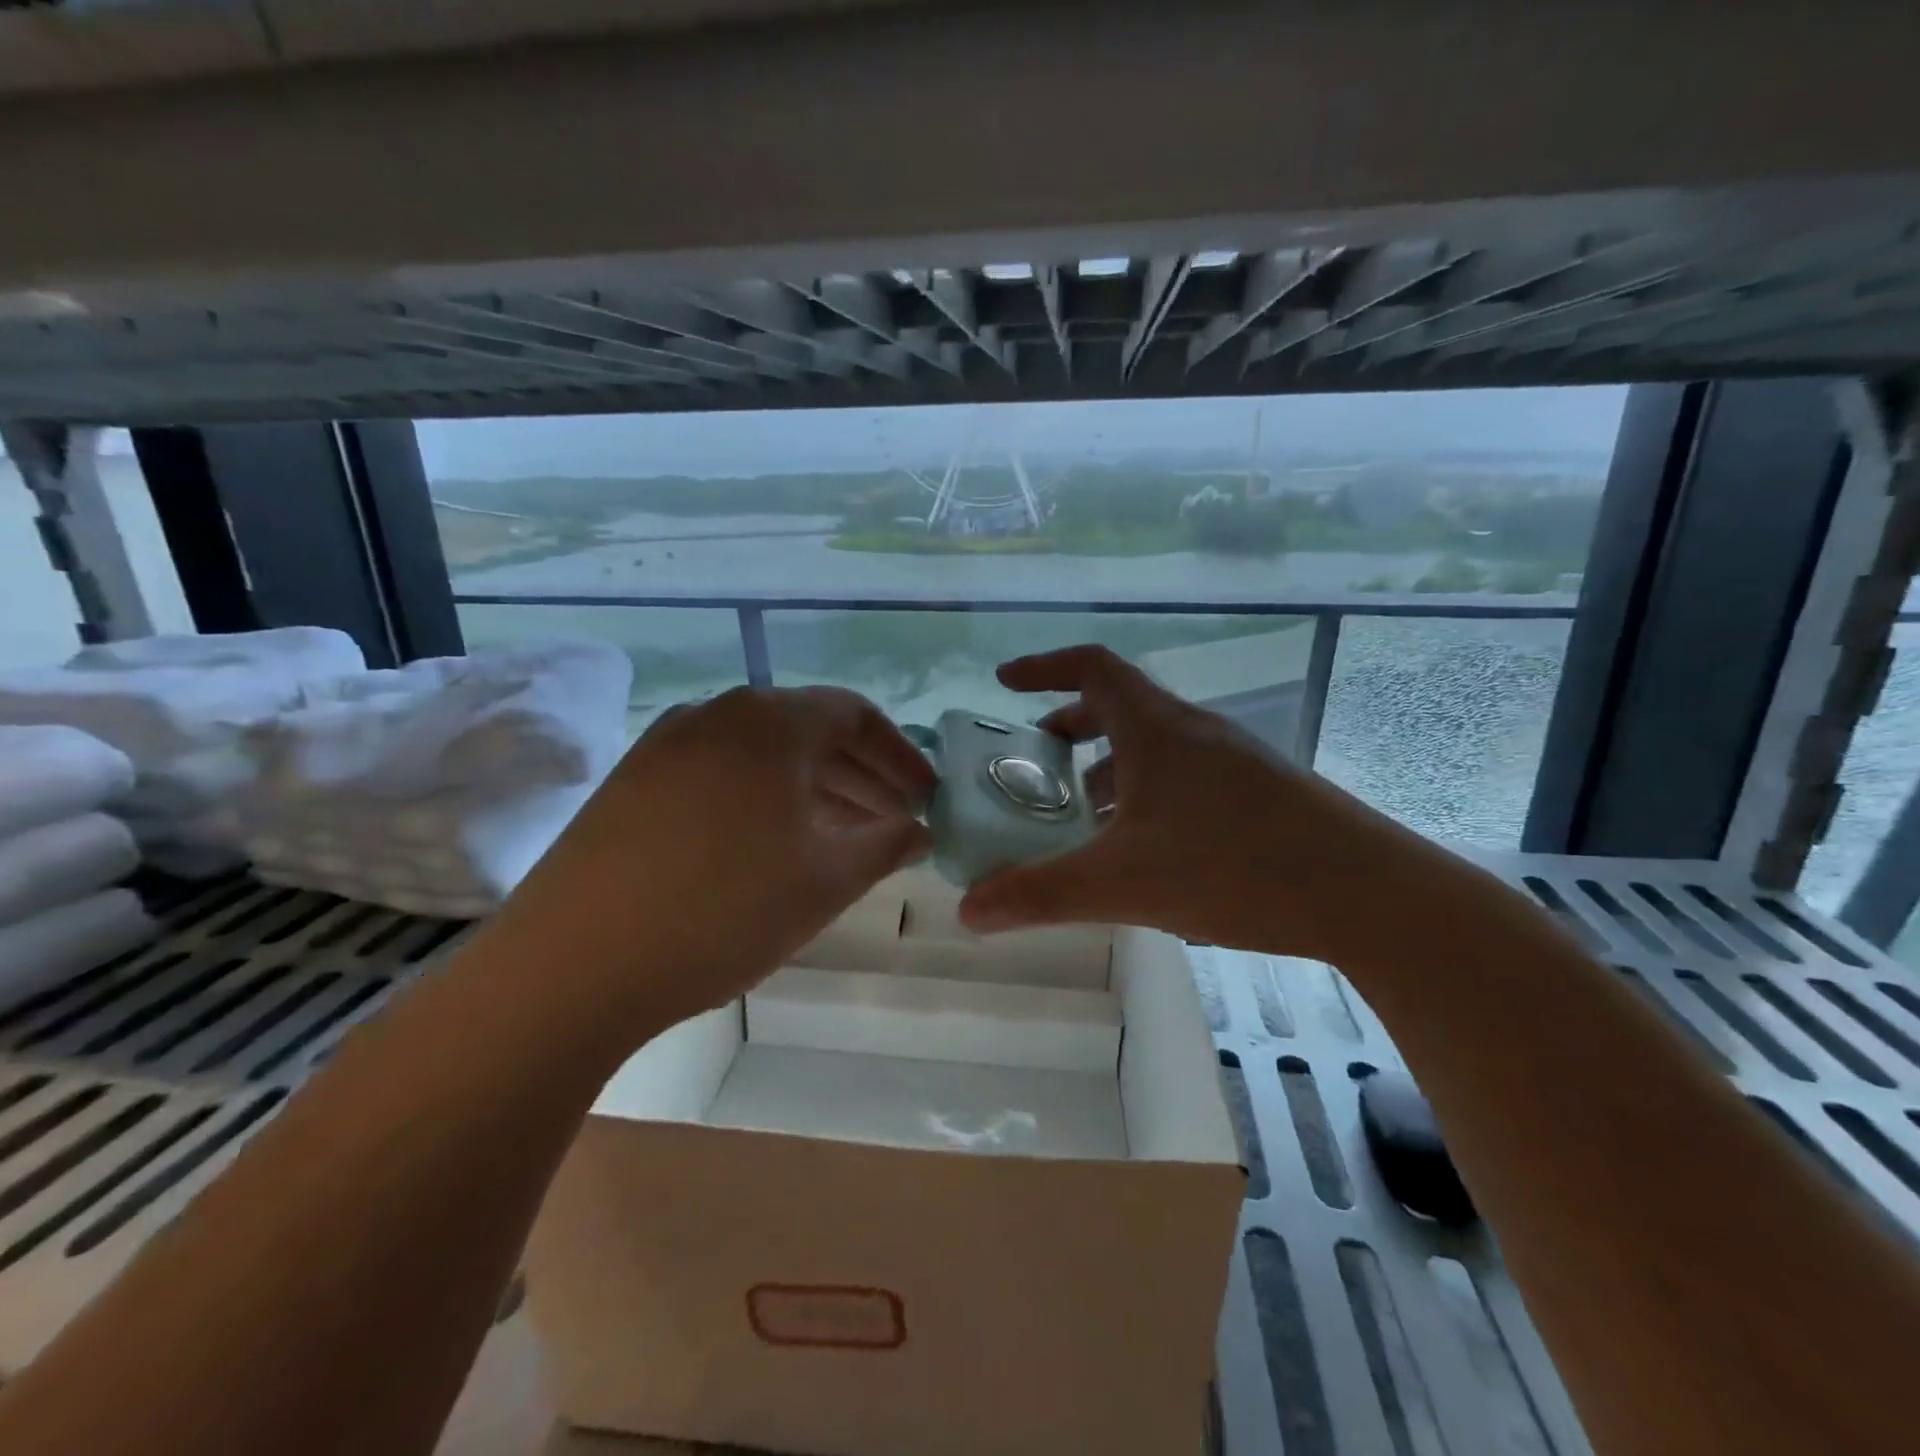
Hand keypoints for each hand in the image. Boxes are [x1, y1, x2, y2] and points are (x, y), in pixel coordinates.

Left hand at [490, 686, 934, 1031]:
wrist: (572, 966)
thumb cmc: (724, 911)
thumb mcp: (826, 880)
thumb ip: (886, 845)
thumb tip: (919, 831)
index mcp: (770, 721)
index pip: (855, 714)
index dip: (900, 755)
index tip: (926, 796)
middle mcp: (717, 714)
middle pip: (808, 731)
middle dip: (861, 775)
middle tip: (894, 821)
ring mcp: (666, 745)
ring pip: (762, 755)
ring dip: (813, 790)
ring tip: (843, 837)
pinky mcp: (632, 782)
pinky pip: (720, 775)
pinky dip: (762, 800)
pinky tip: (773, 846)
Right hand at [958, 645, 1435, 961]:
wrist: (1368, 895)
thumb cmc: (1234, 867)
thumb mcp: (1122, 883)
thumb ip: (1040, 895)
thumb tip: (968, 911)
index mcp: (1156, 728)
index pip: (1091, 667)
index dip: (1042, 668)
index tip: (1005, 684)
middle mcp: (1195, 731)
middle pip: (1121, 705)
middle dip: (1071, 727)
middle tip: (1037, 761)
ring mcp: (1233, 760)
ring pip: (1155, 746)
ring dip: (1111, 766)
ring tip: (1084, 814)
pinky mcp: (1261, 793)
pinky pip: (1186, 775)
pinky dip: (1148, 793)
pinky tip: (1145, 847)